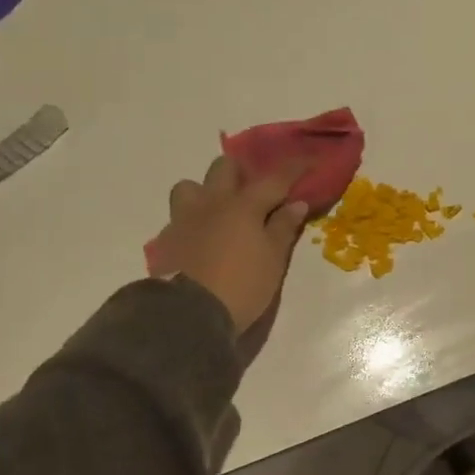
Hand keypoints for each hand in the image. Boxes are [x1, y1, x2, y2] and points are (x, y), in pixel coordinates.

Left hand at [150, 156, 308, 334]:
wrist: (188, 314)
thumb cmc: (241, 285)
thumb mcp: (273, 260)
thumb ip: (283, 227)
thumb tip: (296, 203)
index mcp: (243, 205)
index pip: (274, 178)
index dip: (294, 168)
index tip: (308, 161)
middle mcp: (212, 202)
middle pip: (224, 167)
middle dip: (241, 173)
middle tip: (254, 193)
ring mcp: (184, 218)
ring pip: (191, 186)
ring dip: (206, 192)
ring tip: (218, 213)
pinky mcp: (166, 239)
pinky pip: (179, 217)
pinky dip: (192, 221)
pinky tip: (201, 239)